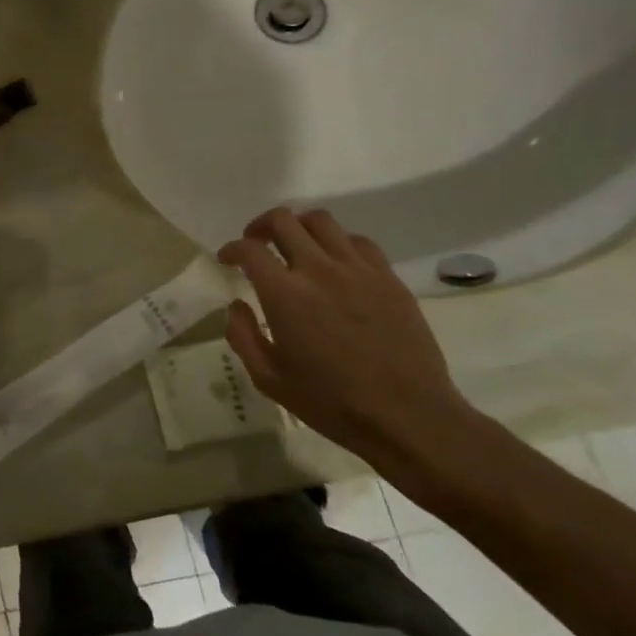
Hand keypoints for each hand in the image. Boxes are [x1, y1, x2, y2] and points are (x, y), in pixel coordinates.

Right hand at [219, 207, 479, 471]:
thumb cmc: (330, 401)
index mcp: (285, 294)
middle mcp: (319, 269)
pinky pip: (358, 241)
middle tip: (256, 244)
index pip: (249, 249)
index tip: (227, 259)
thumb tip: (237, 304)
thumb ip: (242, 335)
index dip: (232, 249)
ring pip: (321, 221)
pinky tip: (335, 263)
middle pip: (283, 220)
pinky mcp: (389, 278)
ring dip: (299, 227)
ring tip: (295, 246)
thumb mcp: (269, 379)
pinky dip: (337, 243)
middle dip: (261, 226)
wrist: (407, 415)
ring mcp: (358, 270)